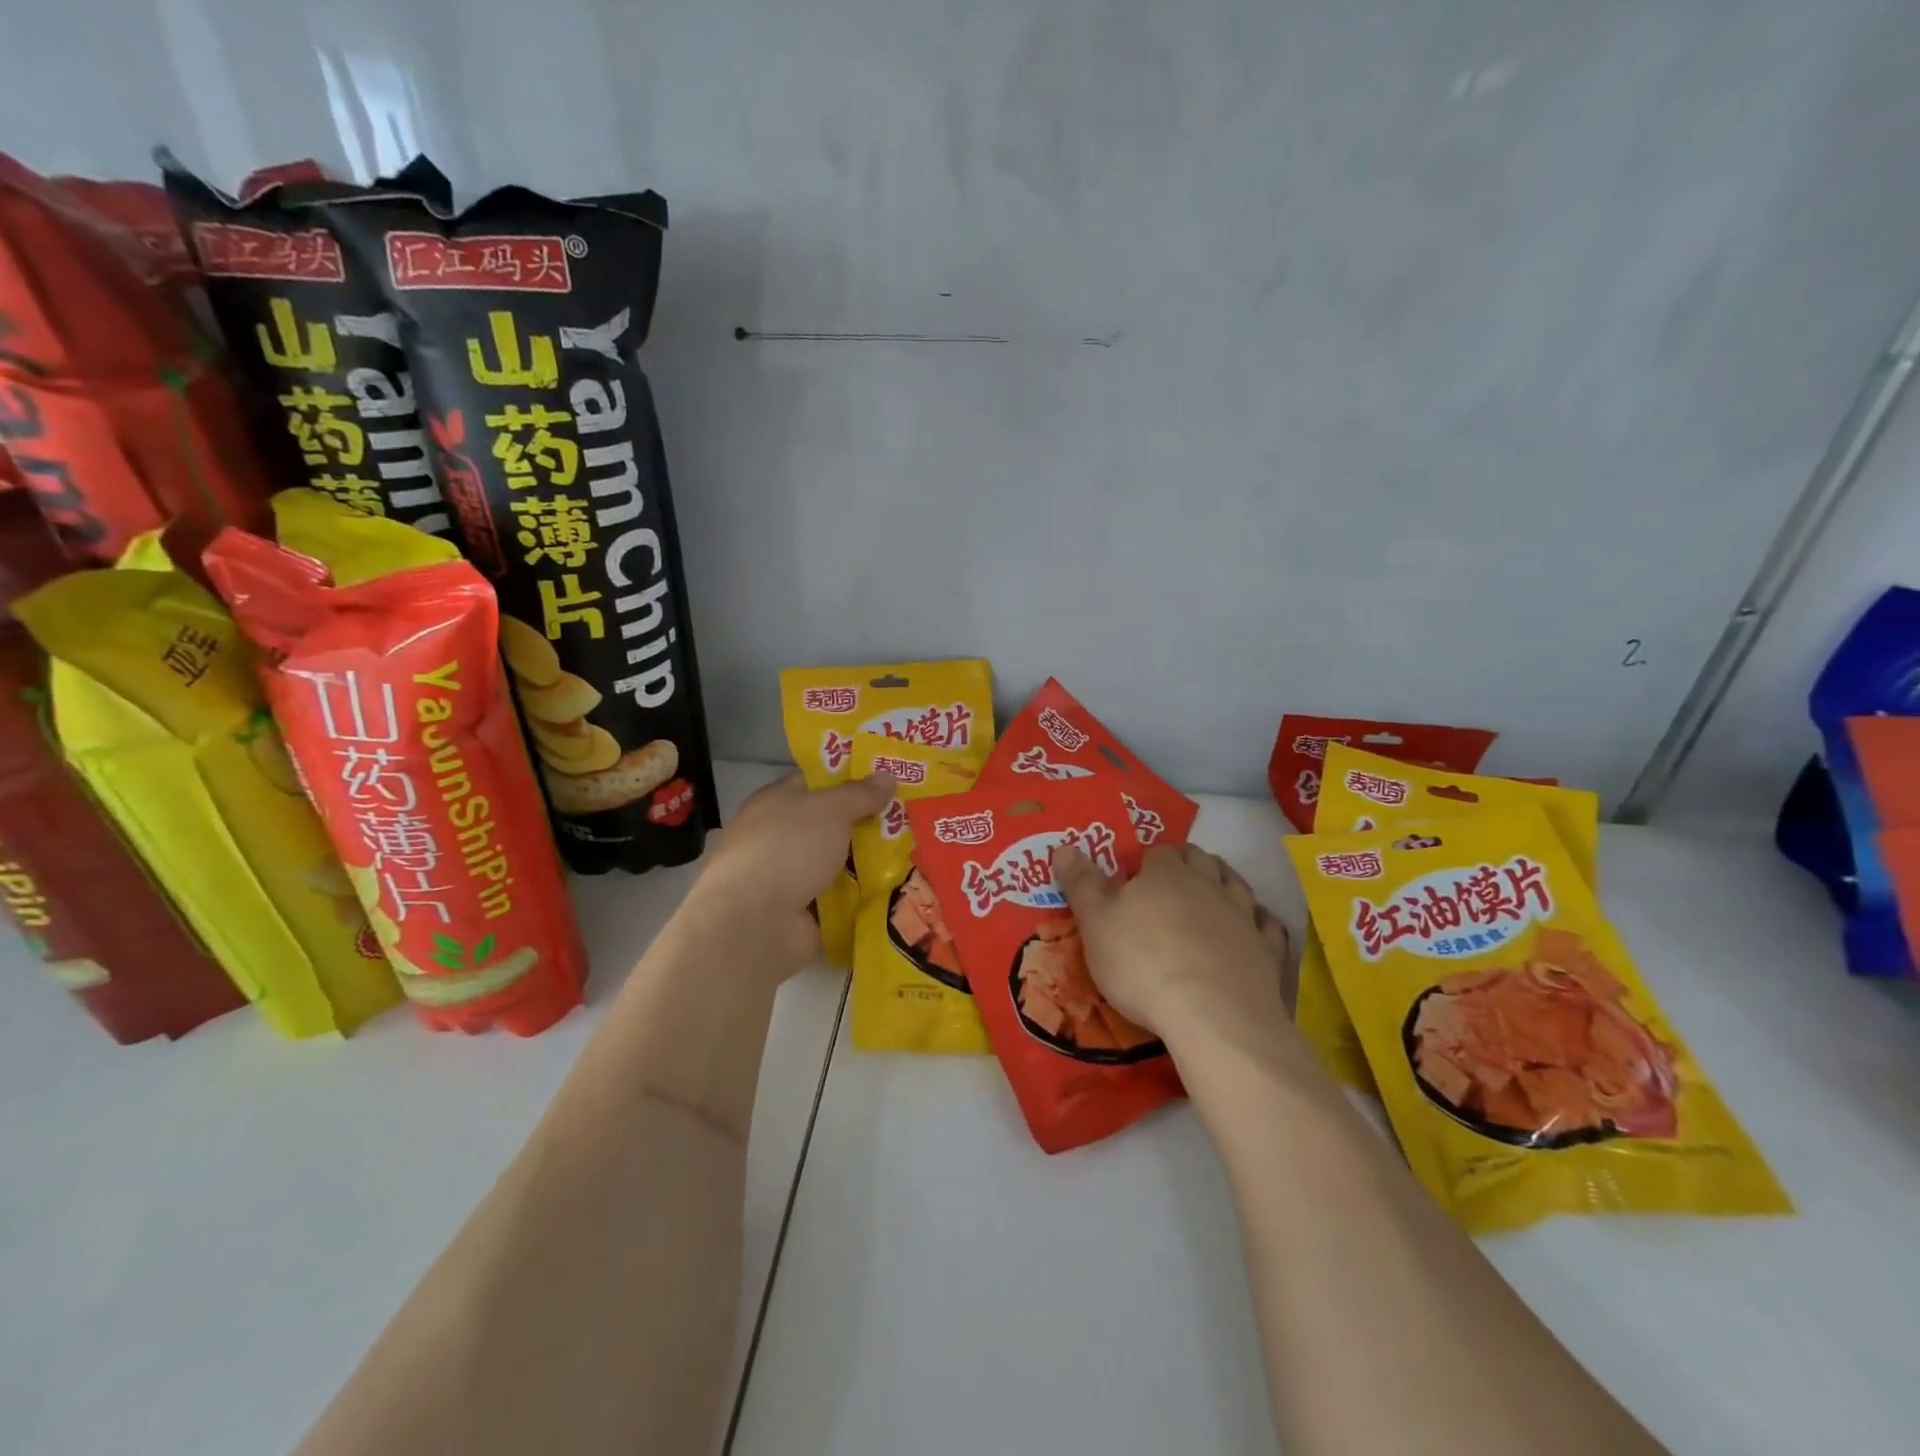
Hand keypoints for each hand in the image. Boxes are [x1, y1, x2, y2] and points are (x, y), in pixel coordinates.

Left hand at [689, 772, 894, 970]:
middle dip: (867, 823)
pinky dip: (862, 896)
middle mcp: (779, 836)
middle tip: (911, 820)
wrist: (755, 924)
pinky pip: (839, 898)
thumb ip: (860, 794)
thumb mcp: (829, 809)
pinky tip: (896, 890)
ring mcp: (788, 877)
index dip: (849, 779)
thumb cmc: (788, 849)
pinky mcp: (800, 913)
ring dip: (869, 863)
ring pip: (837, 863)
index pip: (814, 783)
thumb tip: (887, 775)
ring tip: (914, 855)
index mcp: (776, 802)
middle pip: (831, 825)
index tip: (887, 782)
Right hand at [1054, 841, 1293, 1051]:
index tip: (1133, 879)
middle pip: (1200, 859)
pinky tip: (1252, 927)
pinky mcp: (1268, 950)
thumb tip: (1063, 846)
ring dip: (1223, 882)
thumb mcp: (1095, 924)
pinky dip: (1258, 920)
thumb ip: (1081, 884)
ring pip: (1236, 884)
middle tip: (1170, 882)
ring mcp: (1244, 916)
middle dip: (1186, 863)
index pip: (1158, 853)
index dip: (1146, 862)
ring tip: (1210, 895)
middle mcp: (1209, 884)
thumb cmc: (1142, 964)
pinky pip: (1267, 923)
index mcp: (1166, 874)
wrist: (1213, 1016)